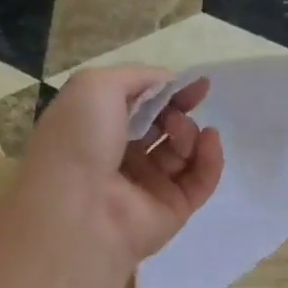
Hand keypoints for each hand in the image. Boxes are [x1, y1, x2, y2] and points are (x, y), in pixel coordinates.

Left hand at [16, 67, 224, 266]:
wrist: (77, 208)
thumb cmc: (79, 140)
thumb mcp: (96, 85)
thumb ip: (137, 77)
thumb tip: (170, 84)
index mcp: (96, 129)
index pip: (139, 107)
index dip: (165, 92)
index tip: (194, 83)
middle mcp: (120, 158)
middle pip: (163, 128)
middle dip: (177, 112)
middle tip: (181, 108)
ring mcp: (147, 187)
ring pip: (182, 152)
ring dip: (188, 132)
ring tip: (179, 131)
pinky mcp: (173, 210)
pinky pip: (200, 181)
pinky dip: (210, 158)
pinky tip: (209, 140)